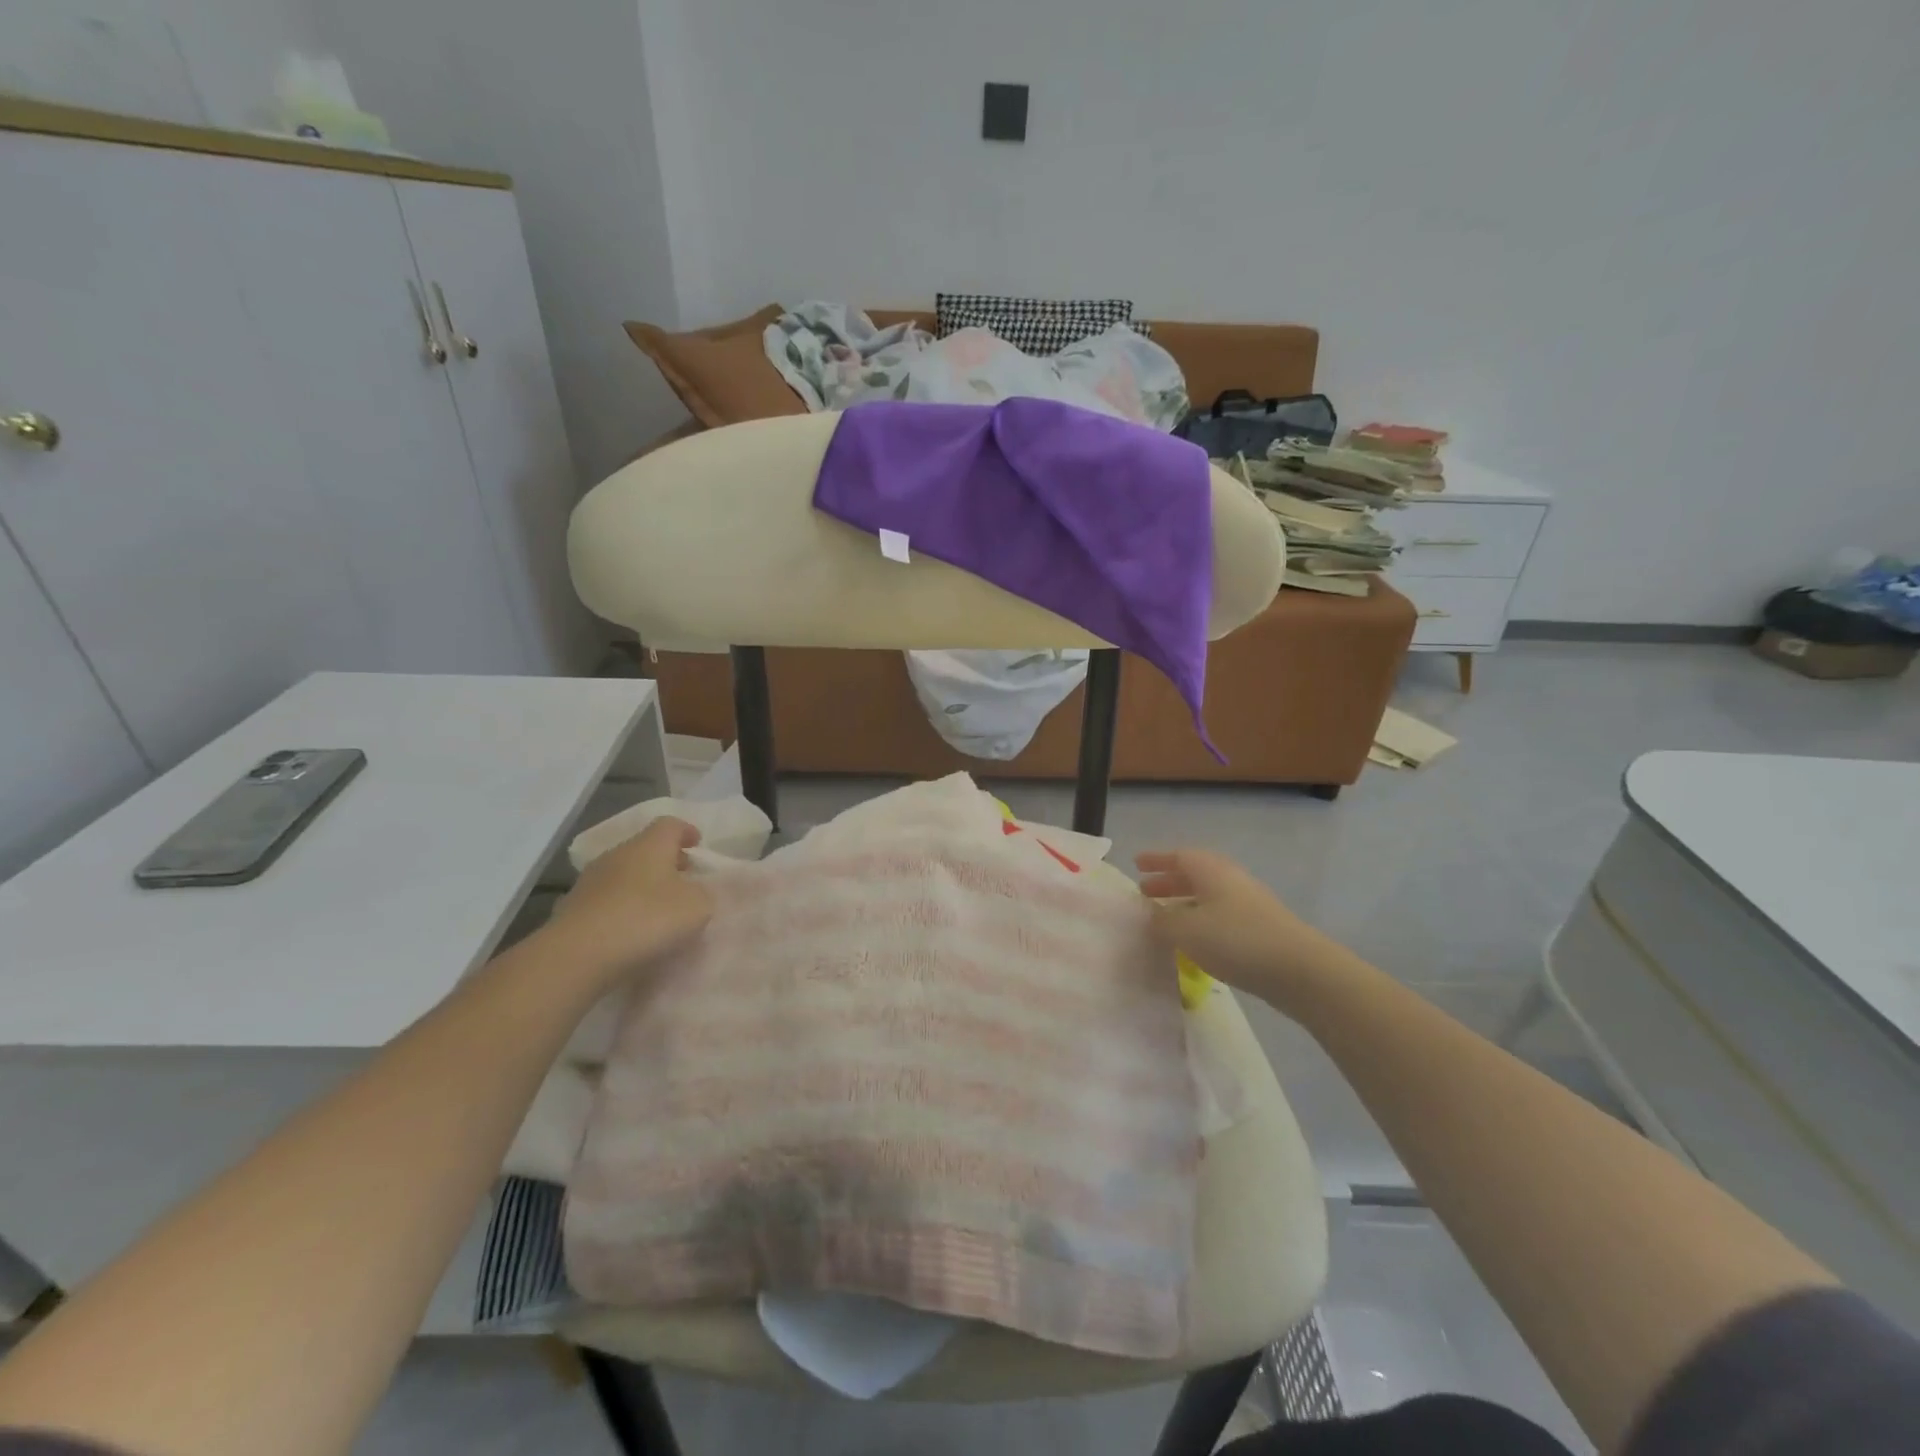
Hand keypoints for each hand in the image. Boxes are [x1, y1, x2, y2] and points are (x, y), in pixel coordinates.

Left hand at [545, 817, 712, 980]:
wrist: (578, 955)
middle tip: (684, 879)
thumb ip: (703, 893)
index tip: (697, 845)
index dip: (686, 831)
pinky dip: (621, 908)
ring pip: (624, 874)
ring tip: (658, 909)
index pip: (670, 824)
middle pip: (645, 848)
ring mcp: (590, 881)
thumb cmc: (646, 919)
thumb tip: (695, 891)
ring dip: (642, 886)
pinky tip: (631, 930)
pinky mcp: (572, 909)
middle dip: (666, 861)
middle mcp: (618, 854)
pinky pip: (606, 901)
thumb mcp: (697, 906)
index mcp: (650, 845)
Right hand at [1135, 848, 1343, 1010]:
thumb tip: (1151, 916)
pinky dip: (1201, 921)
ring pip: (1207, 896)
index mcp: (1210, 870)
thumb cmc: (1235, 940)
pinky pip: (1220, 915)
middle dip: (1168, 881)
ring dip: (1184, 903)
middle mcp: (1229, 879)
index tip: (1136, 863)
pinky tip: (1194, 942)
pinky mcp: (1259, 928)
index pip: (1178, 856)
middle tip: (1145, 891)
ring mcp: (1248, 903)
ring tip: (1165, 918)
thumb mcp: (1186, 930)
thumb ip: (1162, 921)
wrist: (1298, 969)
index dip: (1156, 860)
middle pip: (1194, 874)